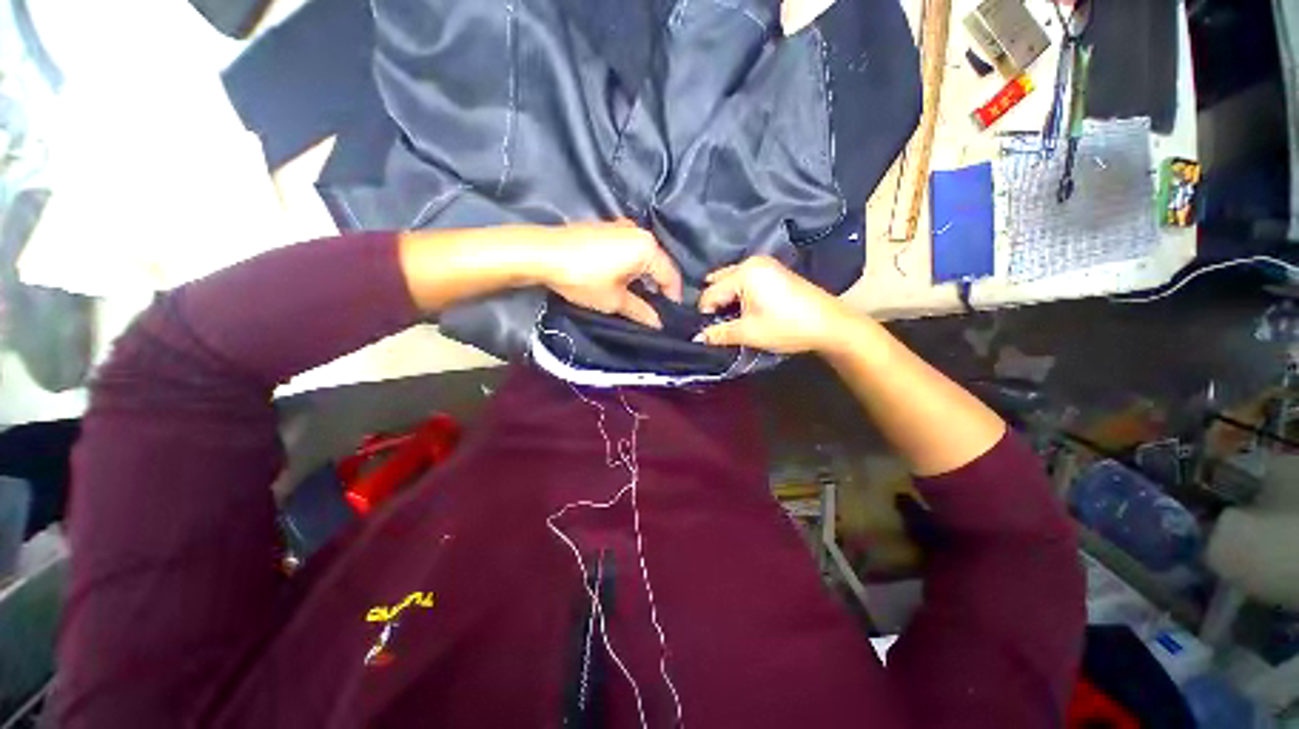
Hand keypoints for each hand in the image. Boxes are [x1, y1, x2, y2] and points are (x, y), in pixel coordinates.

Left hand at [535, 220, 682, 328]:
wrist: (542, 254)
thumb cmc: (584, 278)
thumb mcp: (614, 300)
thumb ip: (640, 311)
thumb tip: (657, 323)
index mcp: (647, 248)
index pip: (670, 275)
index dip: (672, 298)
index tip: (669, 316)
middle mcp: (639, 232)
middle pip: (658, 264)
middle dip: (657, 287)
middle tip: (654, 309)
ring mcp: (621, 227)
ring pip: (643, 256)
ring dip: (643, 276)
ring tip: (637, 297)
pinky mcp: (606, 228)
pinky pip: (628, 249)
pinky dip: (630, 265)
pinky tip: (621, 280)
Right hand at [695, 256, 853, 353]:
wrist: (830, 324)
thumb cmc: (786, 326)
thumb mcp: (748, 332)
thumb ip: (718, 333)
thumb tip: (697, 338)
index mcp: (744, 273)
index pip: (709, 293)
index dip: (704, 314)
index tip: (706, 332)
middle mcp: (751, 262)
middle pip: (718, 282)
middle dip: (714, 304)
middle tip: (715, 325)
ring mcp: (764, 265)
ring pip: (731, 281)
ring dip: (726, 300)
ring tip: (728, 320)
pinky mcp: (773, 272)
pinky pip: (744, 280)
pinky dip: (738, 295)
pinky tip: (743, 311)